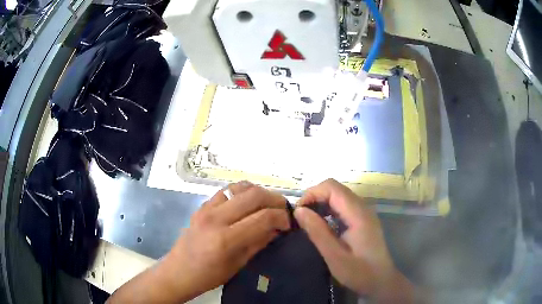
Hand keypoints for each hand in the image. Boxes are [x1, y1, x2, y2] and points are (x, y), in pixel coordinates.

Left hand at [108, 181, 290, 302]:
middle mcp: (216, 218)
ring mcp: (206, 208)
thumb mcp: (238, 264)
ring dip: (259, 192)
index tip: (289, 224)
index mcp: (226, 239)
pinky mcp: (202, 205)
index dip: (282, 218)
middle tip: (283, 210)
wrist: (179, 271)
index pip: (263, 217)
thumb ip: (259, 242)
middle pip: (254, 195)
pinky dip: (242, 192)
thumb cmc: (209, 275)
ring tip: (267, 204)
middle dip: (275, 199)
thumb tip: (278, 228)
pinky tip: (247, 203)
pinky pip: (227, 190)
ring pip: (241, 186)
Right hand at [294, 179, 413, 302]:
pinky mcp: (363, 220)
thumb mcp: (334, 256)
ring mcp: (364, 213)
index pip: (332, 188)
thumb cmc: (359, 272)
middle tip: (301, 218)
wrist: (380, 281)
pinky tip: (322, 225)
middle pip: (335, 188)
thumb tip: (299, 210)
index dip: (312, 193)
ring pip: (339, 196)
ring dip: (321, 203)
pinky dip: (329, 210)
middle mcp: (363, 207)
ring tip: (308, 221)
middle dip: (315, 197)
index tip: (298, 212)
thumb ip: (317, 232)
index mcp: (358, 214)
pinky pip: (343, 206)